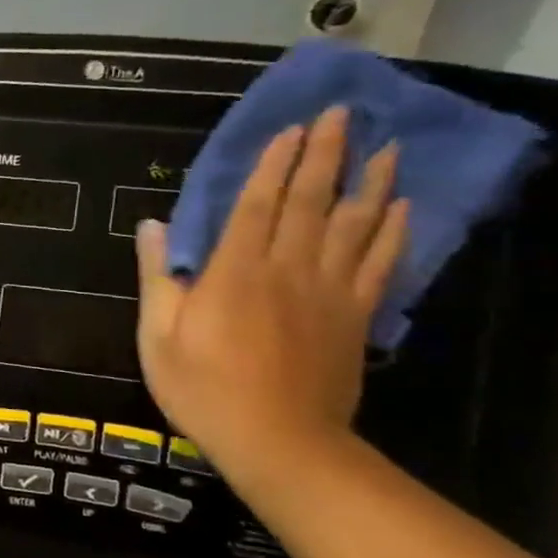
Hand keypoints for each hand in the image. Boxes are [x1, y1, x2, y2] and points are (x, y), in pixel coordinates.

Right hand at [135, 105, 408, 481]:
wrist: (277, 442)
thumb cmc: (203, 388)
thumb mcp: (157, 335)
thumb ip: (159, 277)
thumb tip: (154, 227)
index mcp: (235, 273)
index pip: (257, 205)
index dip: (273, 165)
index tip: (291, 129)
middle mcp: (287, 270)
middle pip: (310, 203)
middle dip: (324, 156)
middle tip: (341, 115)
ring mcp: (328, 293)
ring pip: (354, 225)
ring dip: (371, 182)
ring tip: (386, 146)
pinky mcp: (354, 318)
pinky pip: (380, 265)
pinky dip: (394, 233)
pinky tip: (403, 208)